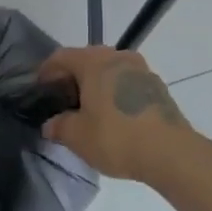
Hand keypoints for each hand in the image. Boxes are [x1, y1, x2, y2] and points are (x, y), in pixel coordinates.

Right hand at [38, 46, 203, 181]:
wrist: (172, 153)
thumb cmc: (117, 138)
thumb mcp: (77, 136)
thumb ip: (59, 126)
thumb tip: (50, 124)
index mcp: (94, 62)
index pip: (61, 57)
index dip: (46, 71)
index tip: (40, 88)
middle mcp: (117, 57)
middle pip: (87, 59)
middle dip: (72, 77)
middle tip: (63, 99)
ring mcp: (141, 70)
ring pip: (109, 70)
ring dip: (96, 84)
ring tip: (89, 109)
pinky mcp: (157, 87)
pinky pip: (127, 83)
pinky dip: (115, 93)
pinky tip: (113, 116)